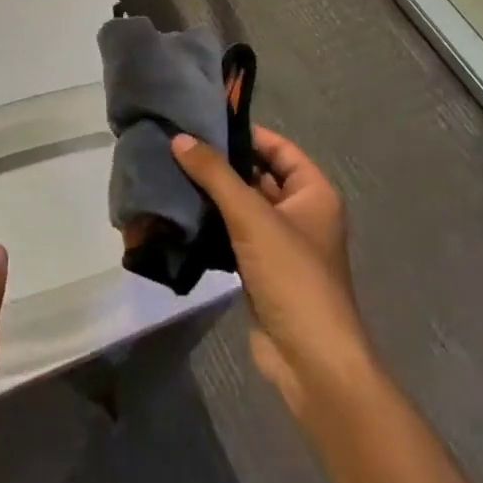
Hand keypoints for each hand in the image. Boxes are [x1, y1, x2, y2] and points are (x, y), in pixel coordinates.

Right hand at [171, 127, 370, 421]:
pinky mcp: (260, 270)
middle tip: (177, 145)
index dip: (244, 133)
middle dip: (221, 164)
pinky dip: (210, 225)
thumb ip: (215, 175)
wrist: (311, 361)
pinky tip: (178, 213)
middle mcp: (300, 213)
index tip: (203, 121)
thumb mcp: (253, 217)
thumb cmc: (293, 276)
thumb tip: (179, 138)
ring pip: (241, 208)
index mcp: (313, 192)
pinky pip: (232, 236)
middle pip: (257, 175)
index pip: (277, 147)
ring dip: (211, 196)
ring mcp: (280, 244)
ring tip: (169, 172)